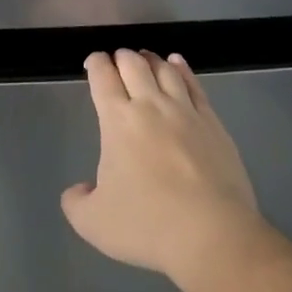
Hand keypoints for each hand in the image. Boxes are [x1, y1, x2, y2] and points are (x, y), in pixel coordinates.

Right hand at [61, 49, 269, 285]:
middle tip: (116, 59)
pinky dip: (182, 69)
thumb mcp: (92, 222)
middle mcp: (151, 106)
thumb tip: (79, 189)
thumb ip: (76, 201)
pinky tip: (178, 64)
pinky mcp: (214, 124)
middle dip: (121, 57)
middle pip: (134, 65)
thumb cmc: (147, 225)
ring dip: (150, 59)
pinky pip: (195, 86)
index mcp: (118, 121)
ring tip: (144, 57)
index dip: (96, 64)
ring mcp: (186, 112)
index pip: (103, 78)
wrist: (213, 235)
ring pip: (165, 70)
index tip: (93, 62)